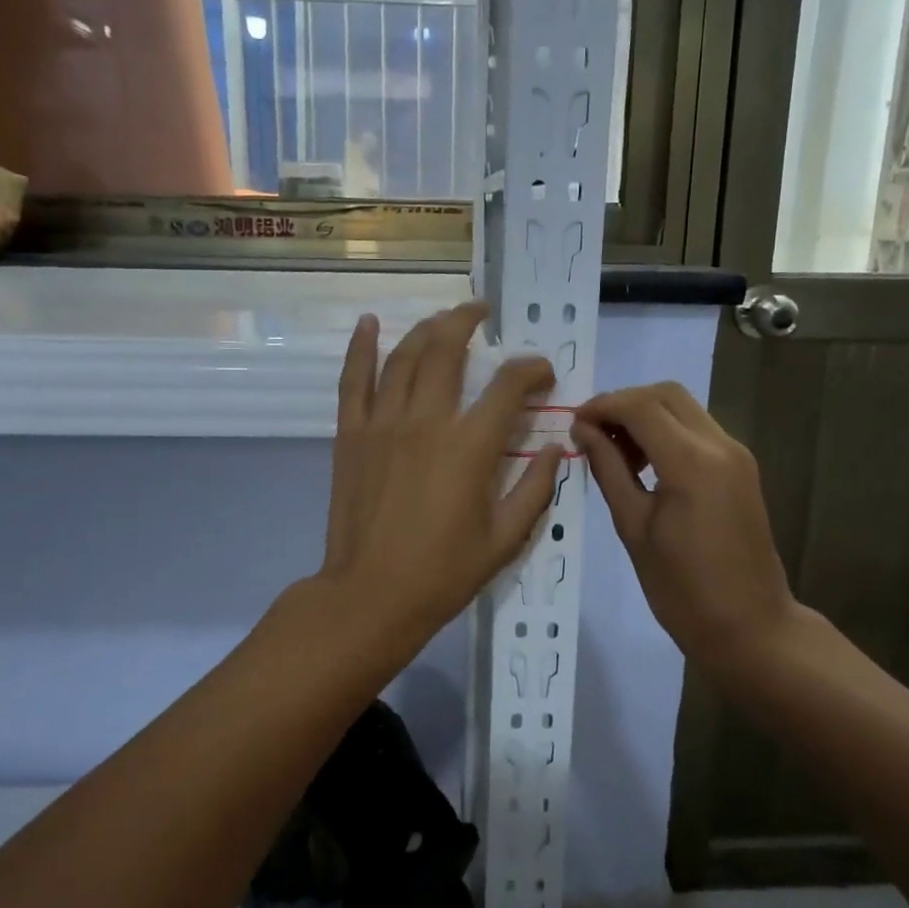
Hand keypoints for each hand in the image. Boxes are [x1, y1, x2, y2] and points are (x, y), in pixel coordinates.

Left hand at [315, 302, 562, 654]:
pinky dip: (361, 347)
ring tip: (444, 317)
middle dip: (469, 321)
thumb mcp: (505, 539)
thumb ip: (536, 489)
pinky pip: (354, 380)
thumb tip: (557, 449)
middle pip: (448, 349)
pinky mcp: (351, 434)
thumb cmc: (443, 573)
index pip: (509, 386)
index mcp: (470, 447)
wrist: (371, 595)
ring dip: (427, 328)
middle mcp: (427, 421)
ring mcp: (383, 423)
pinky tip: (369, 323)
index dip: (532, 370)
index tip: (542, 373)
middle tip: (483, 312)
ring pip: (404, 356)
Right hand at [573, 383, 801, 682]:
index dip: (602, 406)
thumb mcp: (633, 528)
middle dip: (624, 403)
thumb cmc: (681, 588)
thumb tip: (583, 431)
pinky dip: (666, 431)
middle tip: (592, 432)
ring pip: (684, 408)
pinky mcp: (741, 467)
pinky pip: (698, 430)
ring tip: (614, 451)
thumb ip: (608, 470)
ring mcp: (736, 454)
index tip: (573, 424)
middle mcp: (720, 445)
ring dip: (646, 415)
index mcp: (691, 462)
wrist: (750, 627)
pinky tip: (644, 462)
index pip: (640, 407)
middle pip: (666, 394)